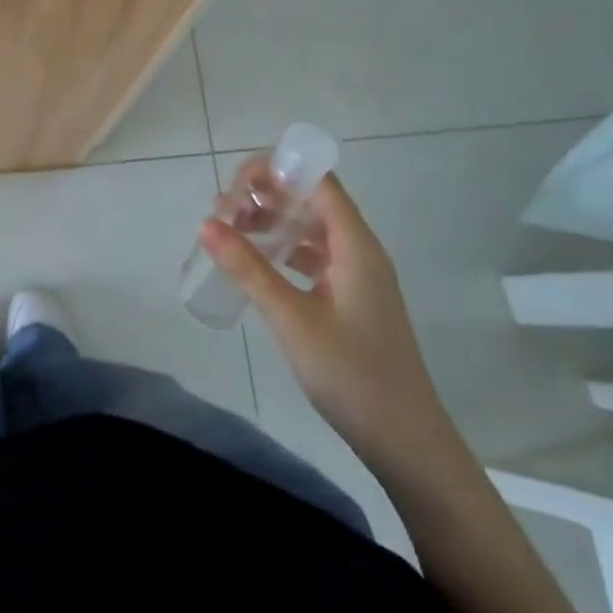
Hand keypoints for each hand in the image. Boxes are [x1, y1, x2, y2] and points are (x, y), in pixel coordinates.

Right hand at [199, 166, 444, 469]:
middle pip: (313, 199)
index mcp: (355, 243)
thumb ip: (249, 268)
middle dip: (268, 195)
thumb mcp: (292, 319)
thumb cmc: (351, 374)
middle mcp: (359, 249)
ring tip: (231, 231)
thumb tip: (206, 223)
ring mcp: (358, 274)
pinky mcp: (352, 298)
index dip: (276, 171)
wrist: (406, 441)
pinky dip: (286, 249)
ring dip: (274, 222)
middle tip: (223, 210)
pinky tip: (258, 264)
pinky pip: (315, 256)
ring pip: (312, 228)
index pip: (317, 180)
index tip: (235, 184)